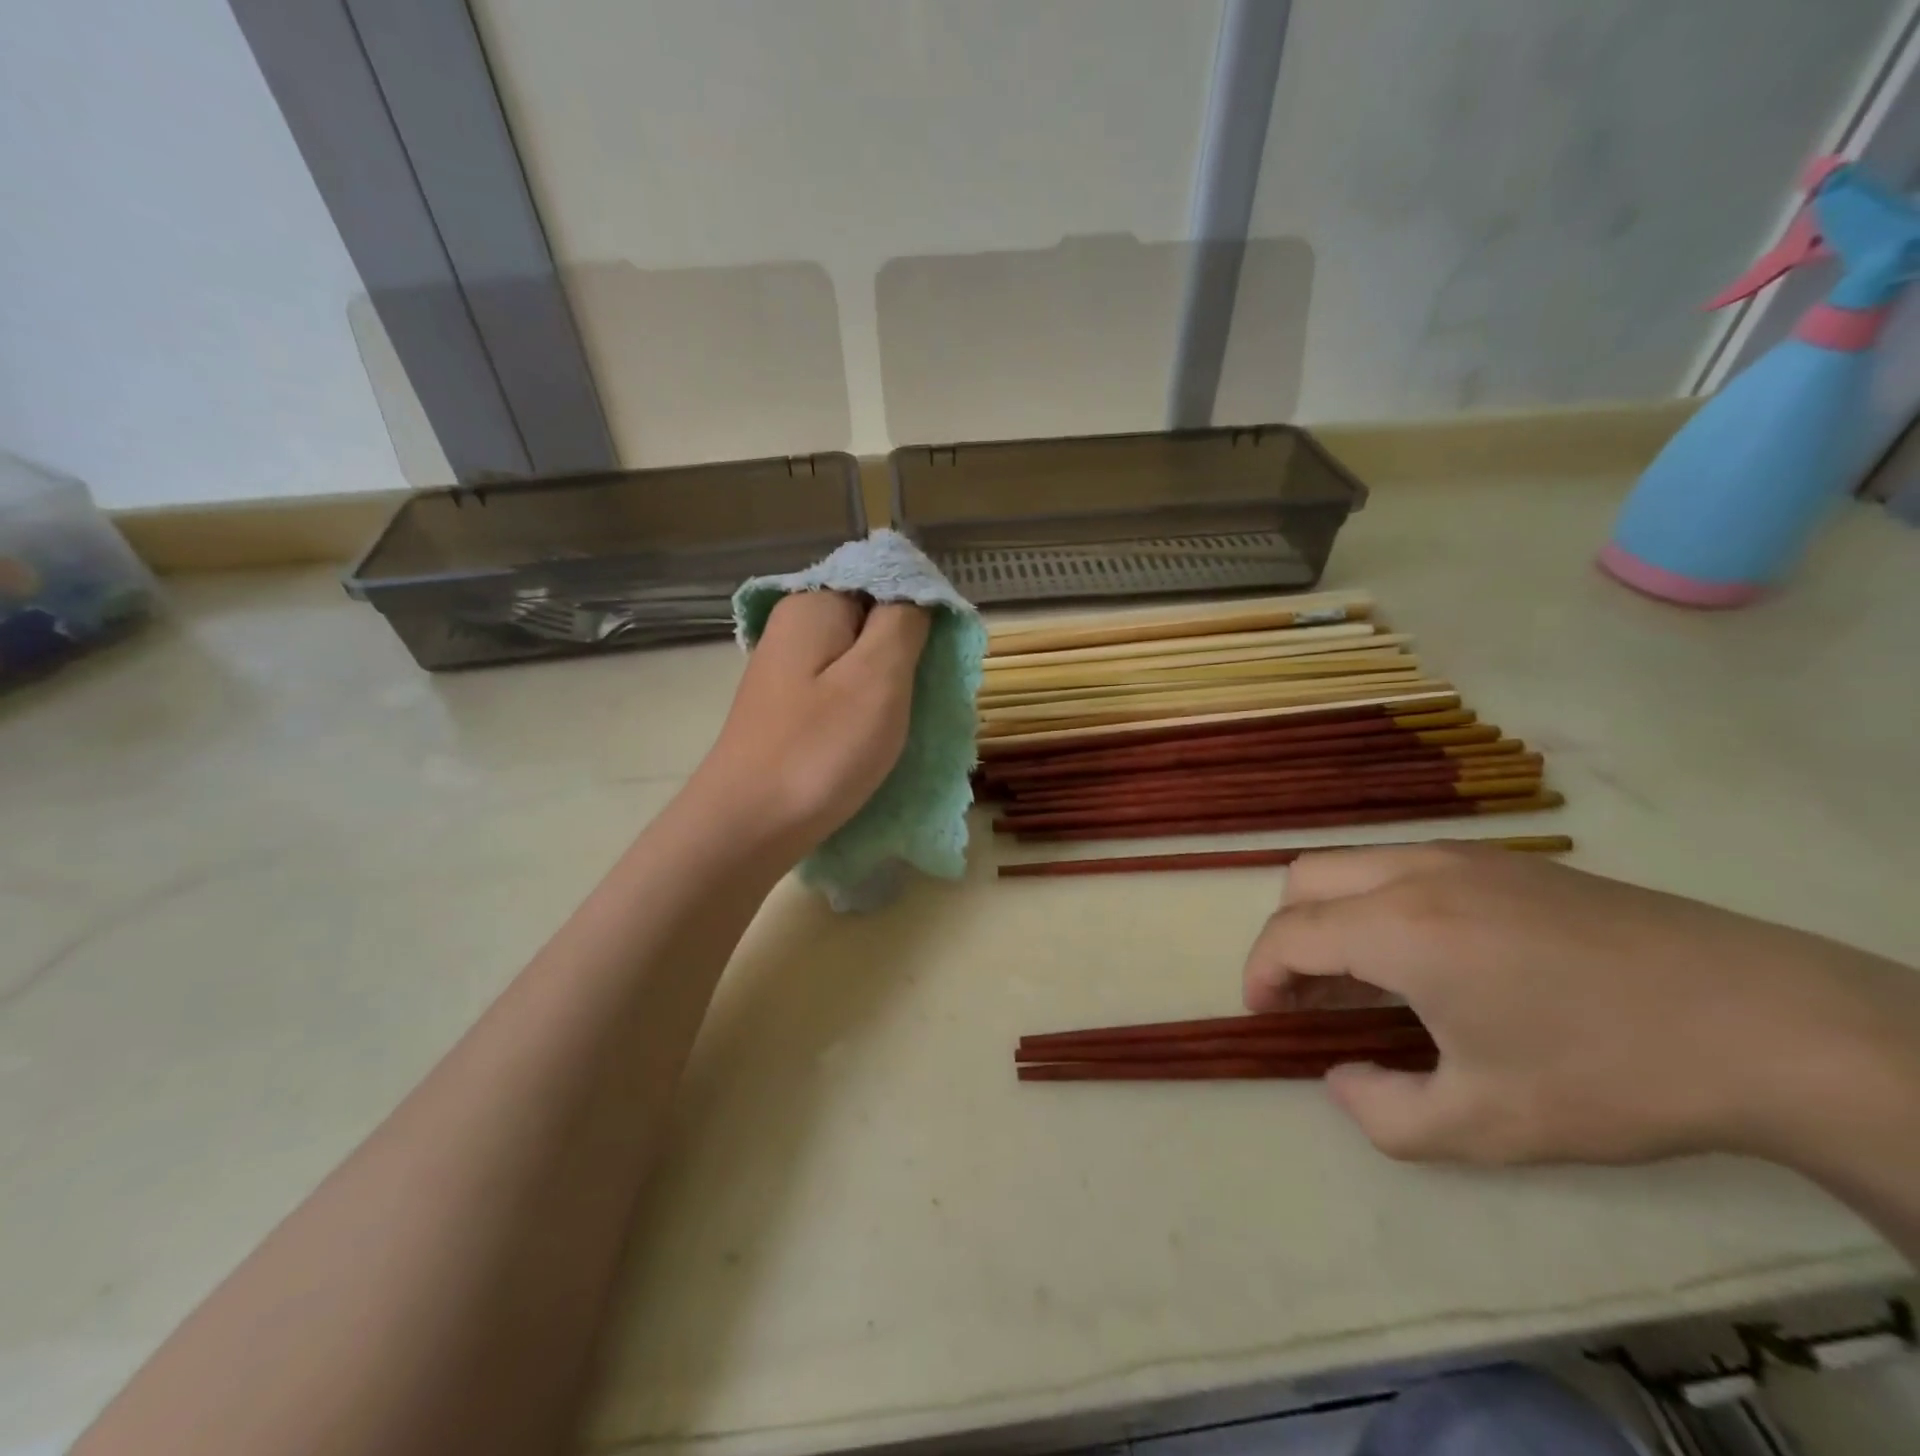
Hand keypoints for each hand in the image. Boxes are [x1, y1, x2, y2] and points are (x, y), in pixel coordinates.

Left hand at [696, 592, 929, 853]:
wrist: (747, 827)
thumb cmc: (819, 750)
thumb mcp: (878, 678)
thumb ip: (904, 622)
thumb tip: (916, 590)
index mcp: (814, 605)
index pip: (885, 578)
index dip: (922, 609)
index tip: (941, 657)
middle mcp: (795, 626)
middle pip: (871, 617)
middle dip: (907, 651)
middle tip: (926, 695)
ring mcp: (787, 668)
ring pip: (859, 657)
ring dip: (890, 684)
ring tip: (904, 722)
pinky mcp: (788, 706)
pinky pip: (841, 688)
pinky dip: (866, 706)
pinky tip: (874, 736)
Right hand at [1242, 844, 1919, 1169]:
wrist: (1764, 1022)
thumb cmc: (1607, 1075)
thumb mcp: (1485, 1126)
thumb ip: (1383, 1114)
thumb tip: (1340, 1079)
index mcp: (1399, 928)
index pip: (1289, 932)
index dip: (1260, 973)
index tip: (1265, 1015)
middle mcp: (1415, 873)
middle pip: (1305, 878)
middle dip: (1287, 934)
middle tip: (1308, 994)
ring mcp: (1463, 857)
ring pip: (1354, 865)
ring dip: (1334, 915)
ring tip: (1366, 981)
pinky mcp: (1505, 861)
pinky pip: (1404, 867)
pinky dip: (1379, 903)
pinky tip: (1430, 960)